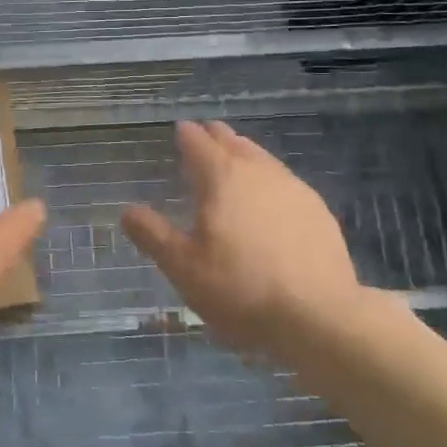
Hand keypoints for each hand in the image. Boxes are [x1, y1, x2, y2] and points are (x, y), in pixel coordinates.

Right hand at [121, 120, 367, 351]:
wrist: (319, 316)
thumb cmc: (240, 289)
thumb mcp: (183, 268)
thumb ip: (153, 235)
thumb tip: (127, 210)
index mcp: (221, 178)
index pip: (198, 143)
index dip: (186, 135)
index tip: (180, 129)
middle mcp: (258, 172)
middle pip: (233, 143)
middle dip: (216, 136)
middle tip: (205, 134)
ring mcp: (293, 188)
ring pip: (262, 158)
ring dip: (244, 152)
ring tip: (235, 156)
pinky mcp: (318, 210)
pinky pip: (285, 180)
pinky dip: (269, 177)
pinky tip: (270, 195)